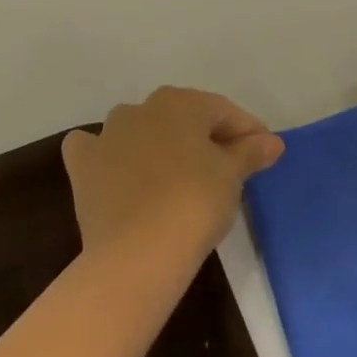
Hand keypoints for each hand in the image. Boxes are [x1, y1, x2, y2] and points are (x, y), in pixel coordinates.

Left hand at [62, 87, 283, 266]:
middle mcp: (142, 107)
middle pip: (182, 117)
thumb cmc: (194, 204)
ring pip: (139, 129)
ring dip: (158, 144)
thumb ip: (250, 152)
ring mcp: (108, 134)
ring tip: (177, 175)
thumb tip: (272, 141)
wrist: (137, 254)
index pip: (222, 111)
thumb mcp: (232, 176)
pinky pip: (94, 150)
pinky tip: (115, 170)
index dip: (246, 131)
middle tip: (227, 167)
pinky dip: (105, 155)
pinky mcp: (84, 165)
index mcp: (181, 102)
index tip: (263, 153)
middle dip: (205, 137)